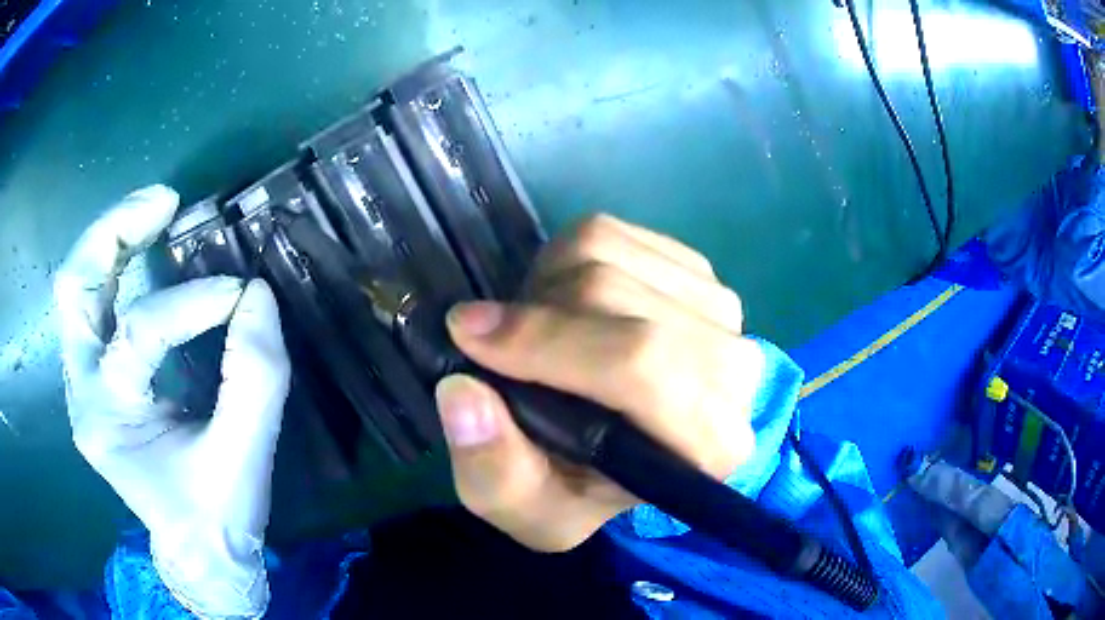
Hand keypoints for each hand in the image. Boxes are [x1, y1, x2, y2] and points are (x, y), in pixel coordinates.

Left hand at [54, 186, 290, 617]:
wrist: (195, 550)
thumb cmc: (215, 513)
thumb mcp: (244, 456)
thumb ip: (256, 376)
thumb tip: (257, 296)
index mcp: (108, 420)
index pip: (139, 332)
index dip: (192, 302)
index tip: (241, 296)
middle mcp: (82, 392)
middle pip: (74, 288)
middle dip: (115, 232)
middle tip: (164, 202)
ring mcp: (82, 381)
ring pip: (76, 287)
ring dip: (111, 239)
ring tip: (155, 209)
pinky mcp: (95, 375)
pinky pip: (93, 304)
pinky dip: (115, 265)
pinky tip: (145, 247)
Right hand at [435, 214, 764, 551]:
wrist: (628, 453)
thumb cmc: (583, 489)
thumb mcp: (529, 512)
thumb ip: (494, 472)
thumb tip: (461, 391)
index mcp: (709, 444)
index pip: (639, 365)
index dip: (545, 343)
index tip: (468, 337)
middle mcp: (734, 369)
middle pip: (616, 295)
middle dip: (537, 315)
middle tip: (501, 345)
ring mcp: (719, 309)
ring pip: (607, 253)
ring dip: (546, 286)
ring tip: (539, 332)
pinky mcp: (696, 271)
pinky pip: (610, 232)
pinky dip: (566, 260)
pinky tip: (569, 308)